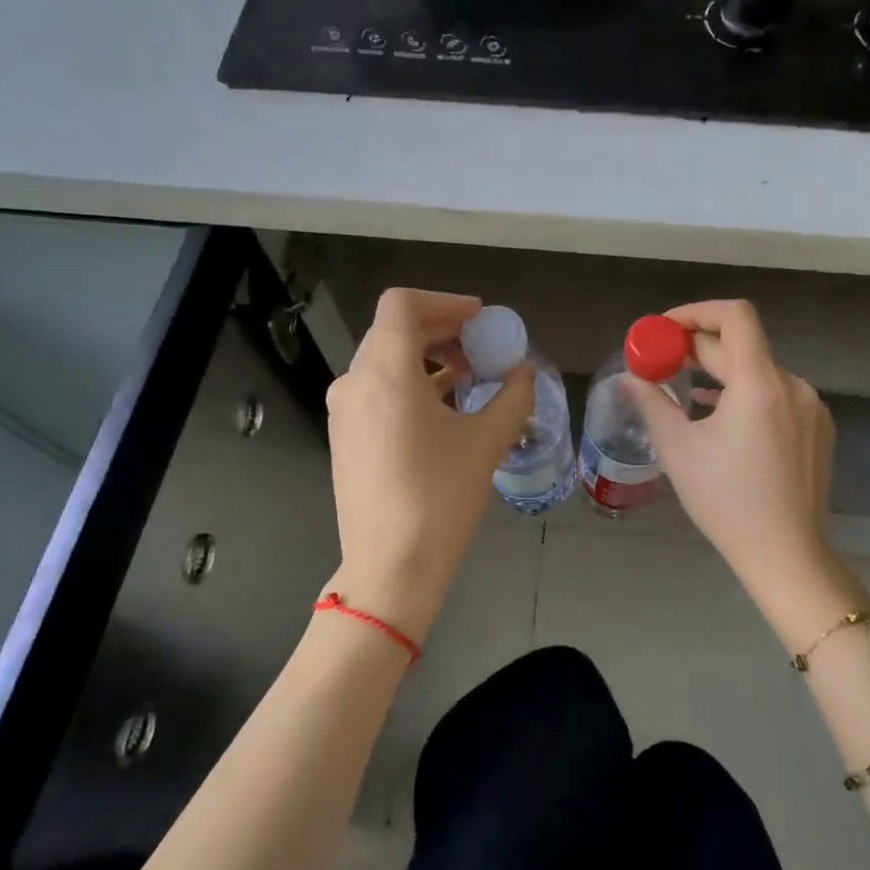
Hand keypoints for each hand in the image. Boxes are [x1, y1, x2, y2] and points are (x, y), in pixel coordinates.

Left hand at [324, 288, 535, 641]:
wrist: (390, 567)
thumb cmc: (440, 500)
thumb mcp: (486, 443)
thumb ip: (512, 397)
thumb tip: (526, 373)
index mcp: (386, 374)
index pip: (402, 304)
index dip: (444, 302)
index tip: (479, 320)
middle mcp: (355, 382)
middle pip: (394, 329)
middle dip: (441, 328)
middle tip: (480, 344)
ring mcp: (343, 410)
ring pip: (383, 358)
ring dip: (426, 355)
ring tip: (467, 374)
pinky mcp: (344, 434)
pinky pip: (375, 387)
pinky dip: (408, 381)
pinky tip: (441, 405)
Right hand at [623, 299, 838, 617]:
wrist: (786, 555)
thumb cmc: (726, 500)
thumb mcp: (678, 450)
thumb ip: (651, 403)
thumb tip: (628, 379)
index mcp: (760, 383)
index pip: (734, 316)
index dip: (696, 312)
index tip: (664, 329)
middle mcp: (793, 385)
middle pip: (743, 346)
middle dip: (699, 348)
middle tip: (662, 361)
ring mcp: (811, 408)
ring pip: (760, 372)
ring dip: (722, 373)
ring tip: (686, 391)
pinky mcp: (818, 430)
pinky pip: (777, 396)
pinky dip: (745, 394)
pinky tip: (720, 417)